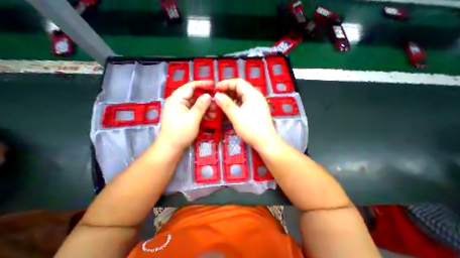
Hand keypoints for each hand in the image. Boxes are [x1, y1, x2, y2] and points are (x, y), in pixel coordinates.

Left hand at [155, 81, 210, 150]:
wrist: (171, 148)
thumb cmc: (180, 133)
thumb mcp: (192, 119)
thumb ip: (201, 106)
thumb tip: (208, 95)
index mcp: (176, 99)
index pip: (190, 86)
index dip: (202, 84)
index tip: (214, 85)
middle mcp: (178, 102)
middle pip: (194, 95)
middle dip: (206, 98)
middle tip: (217, 102)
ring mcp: (181, 109)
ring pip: (196, 103)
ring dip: (206, 107)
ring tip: (215, 111)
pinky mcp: (184, 115)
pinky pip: (195, 110)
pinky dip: (202, 112)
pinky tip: (210, 117)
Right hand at [214, 78, 277, 150]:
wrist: (265, 142)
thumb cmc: (250, 128)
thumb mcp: (236, 116)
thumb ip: (226, 104)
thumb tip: (217, 95)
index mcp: (252, 94)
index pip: (238, 82)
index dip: (226, 83)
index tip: (215, 88)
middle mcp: (256, 96)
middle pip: (241, 88)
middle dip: (228, 90)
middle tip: (218, 96)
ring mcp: (257, 103)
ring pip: (242, 96)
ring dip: (232, 97)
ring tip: (222, 101)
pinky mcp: (256, 110)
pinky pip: (245, 102)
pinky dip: (237, 103)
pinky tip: (231, 107)